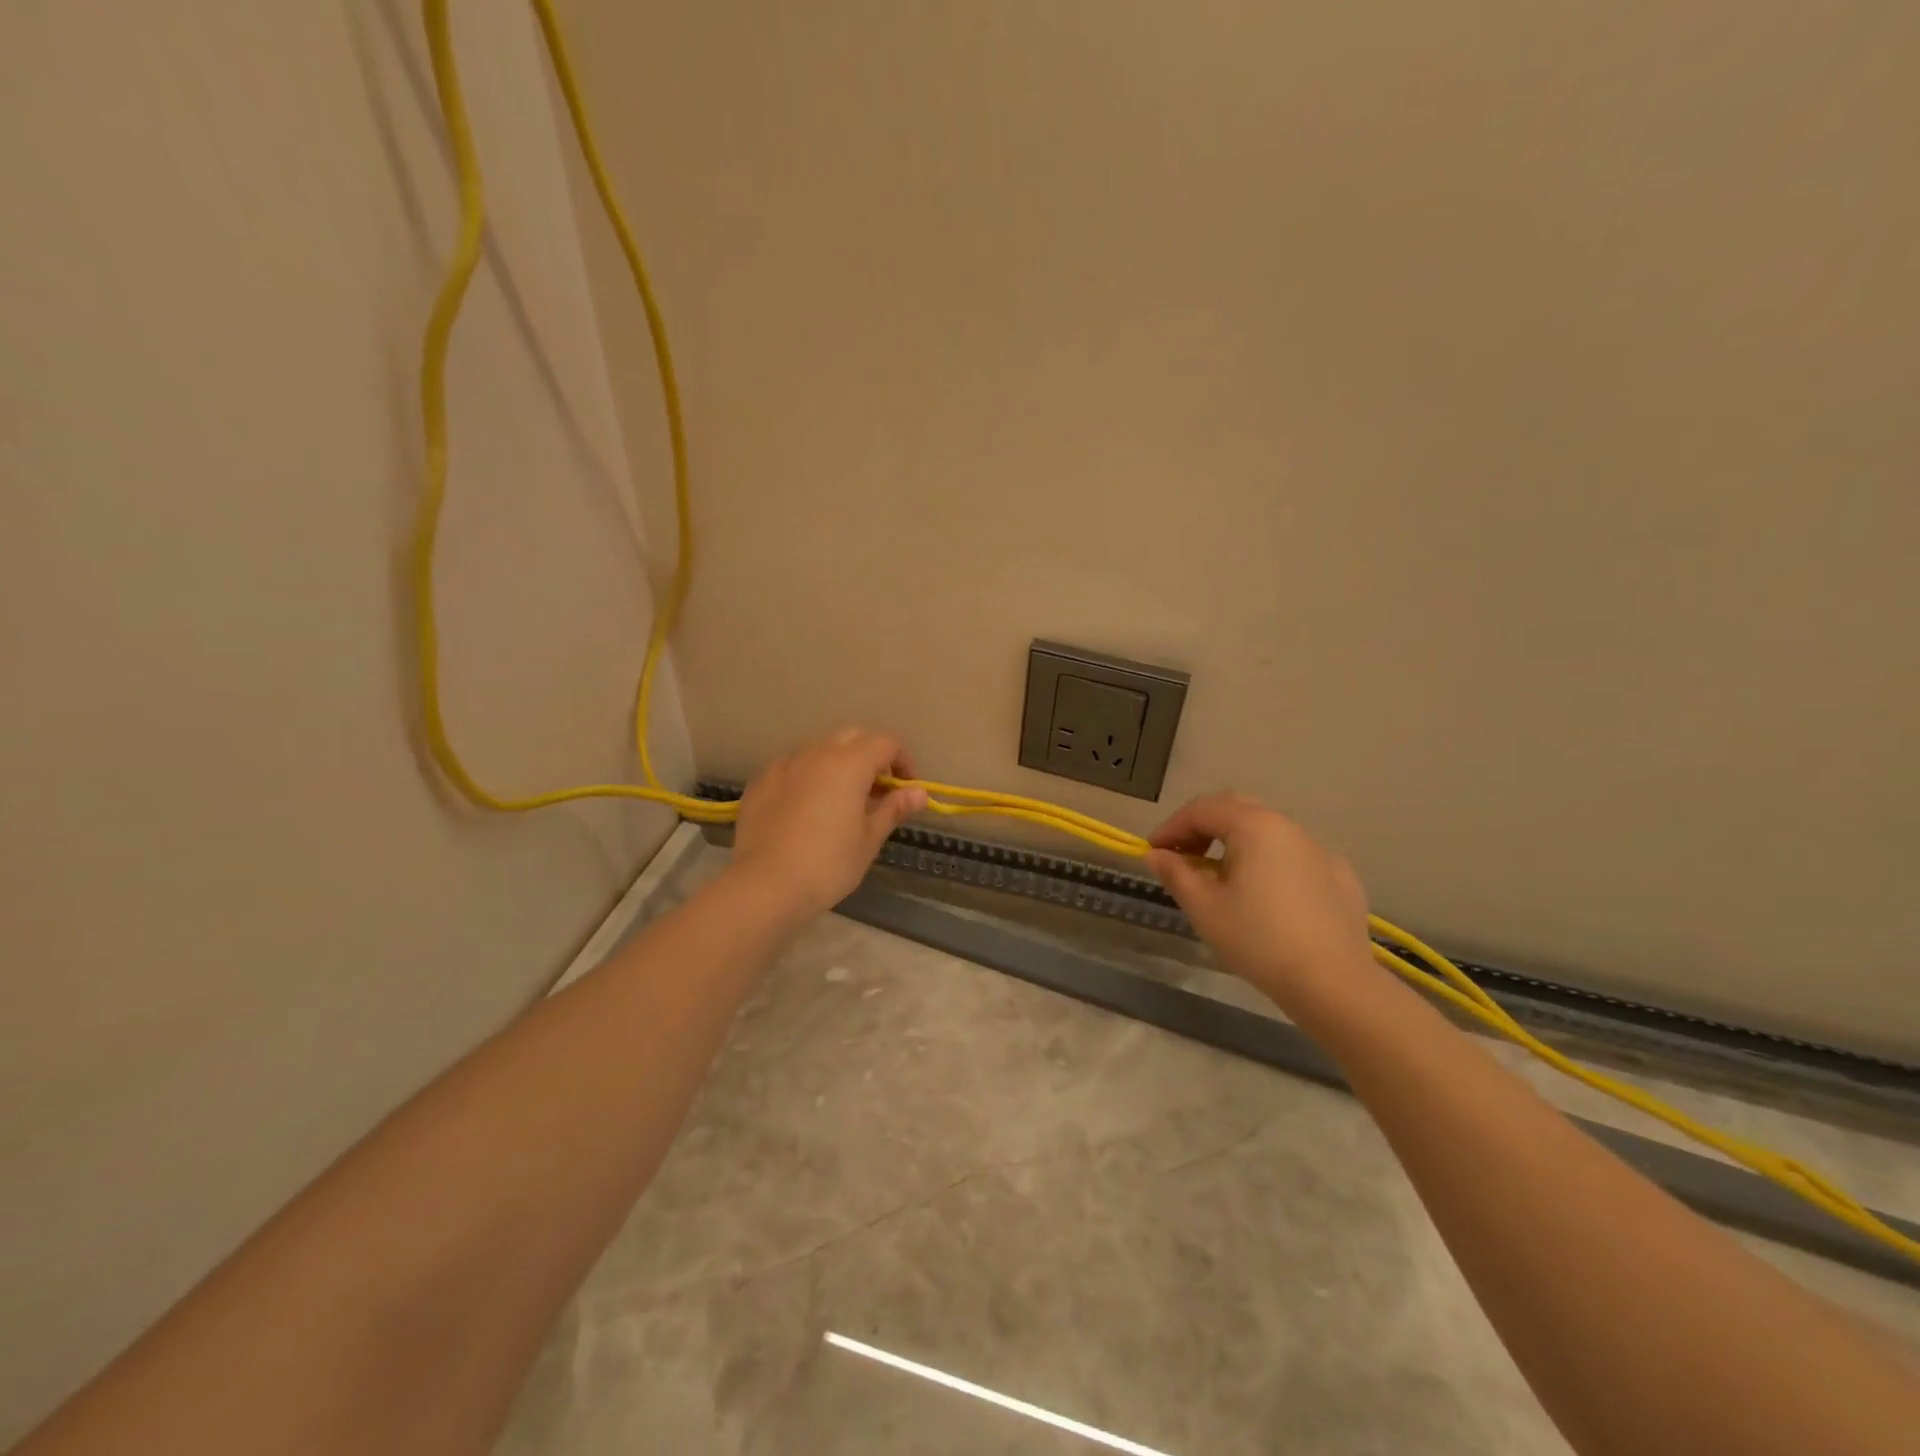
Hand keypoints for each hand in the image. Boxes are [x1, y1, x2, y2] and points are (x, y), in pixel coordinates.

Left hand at [729, 727, 928, 922]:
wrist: (764, 886)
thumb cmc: (828, 865)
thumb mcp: (868, 839)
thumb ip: (894, 809)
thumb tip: (920, 793)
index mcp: (849, 764)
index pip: (886, 743)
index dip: (902, 761)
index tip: (905, 788)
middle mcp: (816, 753)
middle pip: (853, 737)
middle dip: (871, 755)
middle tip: (876, 790)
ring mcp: (784, 764)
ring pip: (820, 748)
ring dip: (838, 763)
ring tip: (841, 799)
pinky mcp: (760, 781)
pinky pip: (793, 766)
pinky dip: (809, 776)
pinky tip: (807, 808)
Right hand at [1145, 793, 1377, 1019]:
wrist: (1334, 984)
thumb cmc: (1258, 941)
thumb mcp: (1204, 908)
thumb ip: (1176, 874)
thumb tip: (1155, 855)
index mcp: (1254, 826)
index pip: (1202, 809)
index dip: (1171, 827)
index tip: (1153, 853)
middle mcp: (1289, 827)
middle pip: (1236, 809)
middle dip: (1204, 828)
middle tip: (1184, 857)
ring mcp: (1320, 849)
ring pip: (1268, 832)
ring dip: (1237, 844)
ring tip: (1222, 880)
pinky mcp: (1341, 875)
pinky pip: (1295, 857)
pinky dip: (1270, 864)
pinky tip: (1267, 898)